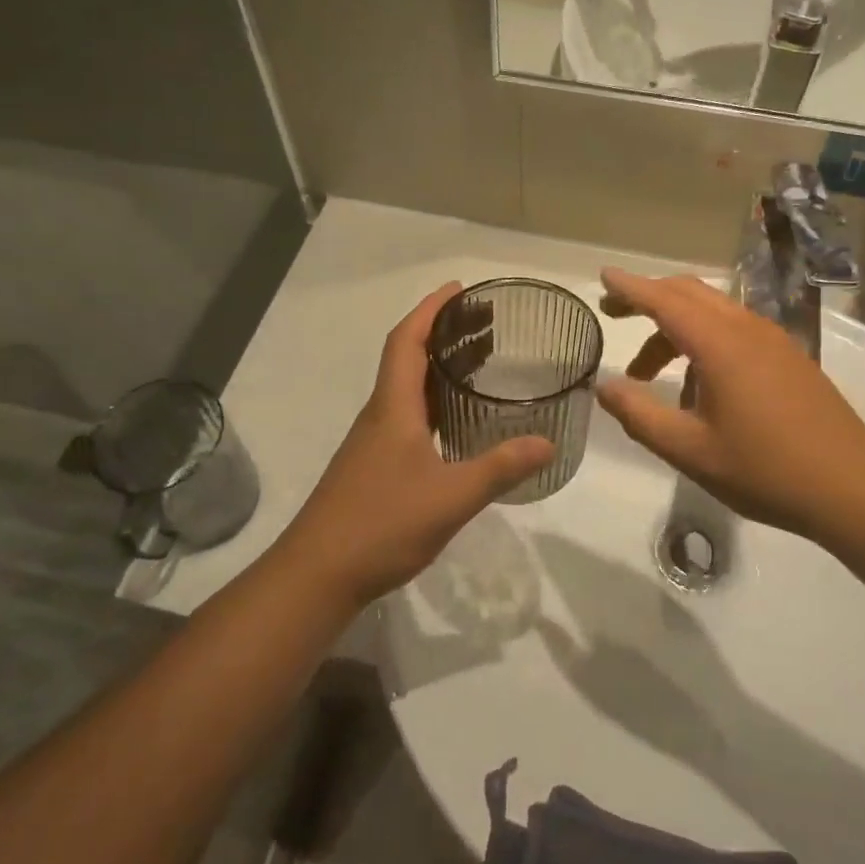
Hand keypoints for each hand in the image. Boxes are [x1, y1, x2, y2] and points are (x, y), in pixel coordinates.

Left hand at [278, 283, 553, 608]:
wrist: (318, 574)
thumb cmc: (381, 524)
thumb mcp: (451, 497)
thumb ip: (499, 468)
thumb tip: (546, 442)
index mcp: (393, 407)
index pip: (407, 340)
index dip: (431, 309)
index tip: (459, 289)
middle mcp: (380, 415)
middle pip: (408, 358)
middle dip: (443, 333)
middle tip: (485, 322)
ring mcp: (374, 442)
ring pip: (408, 389)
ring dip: (439, 367)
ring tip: (479, 361)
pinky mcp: (375, 465)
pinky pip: (408, 416)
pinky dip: (434, 402)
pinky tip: (457, 421)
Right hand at [594, 268, 864, 543]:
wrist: (853, 488)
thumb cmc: (765, 470)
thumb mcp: (689, 450)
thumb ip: (639, 415)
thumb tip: (604, 386)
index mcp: (720, 345)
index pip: (664, 300)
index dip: (630, 287)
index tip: (602, 277)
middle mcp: (747, 329)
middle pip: (689, 293)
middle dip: (648, 297)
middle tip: (614, 313)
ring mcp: (773, 340)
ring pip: (713, 310)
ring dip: (675, 325)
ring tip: (647, 370)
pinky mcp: (789, 357)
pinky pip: (734, 328)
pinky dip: (702, 337)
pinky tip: (697, 382)